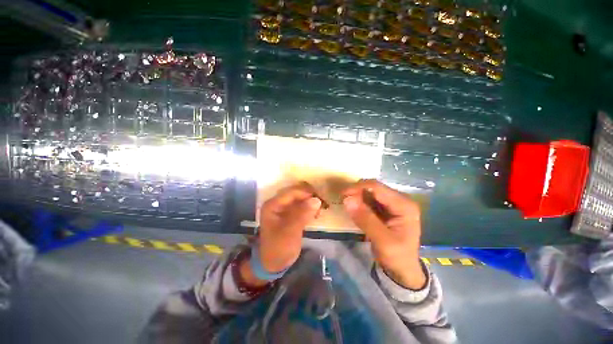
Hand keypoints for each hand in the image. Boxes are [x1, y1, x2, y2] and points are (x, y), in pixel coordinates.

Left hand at [243, 184, 320, 286]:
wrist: (274, 264)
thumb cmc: (279, 248)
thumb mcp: (290, 232)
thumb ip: (302, 215)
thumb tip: (317, 200)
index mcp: (273, 205)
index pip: (291, 192)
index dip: (306, 193)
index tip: (320, 199)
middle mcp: (278, 203)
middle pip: (296, 193)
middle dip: (309, 196)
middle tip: (323, 203)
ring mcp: (284, 209)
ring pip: (300, 199)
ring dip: (310, 202)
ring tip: (320, 210)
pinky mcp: (290, 215)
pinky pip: (301, 206)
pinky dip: (309, 208)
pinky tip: (317, 214)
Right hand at [342, 180, 425, 289]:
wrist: (403, 270)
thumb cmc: (397, 257)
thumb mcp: (382, 241)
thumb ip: (365, 219)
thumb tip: (347, 199)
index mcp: (404, 205)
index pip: (377, 188)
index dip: (358, 188)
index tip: (342, 195)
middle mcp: (400, 200)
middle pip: (374, 188)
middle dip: (357, 192)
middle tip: (343, 201)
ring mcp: (393, 203)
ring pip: (370, 192)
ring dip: (357, 197)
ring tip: (347, 205)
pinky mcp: (386, 208)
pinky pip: (369, 200)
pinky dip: (360, 202)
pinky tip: (354, 209)